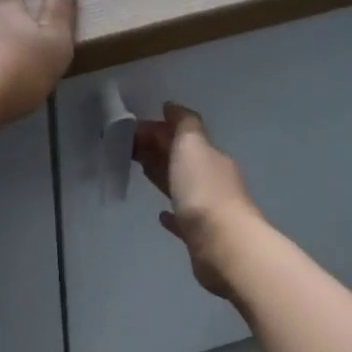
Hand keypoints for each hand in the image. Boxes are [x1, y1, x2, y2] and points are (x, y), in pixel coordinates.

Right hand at [132, 103, 258, 298]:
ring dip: (164, 175)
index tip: (129, 130)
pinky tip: (161, 215)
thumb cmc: (203, 191)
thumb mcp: (192, 146)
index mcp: (210, 156)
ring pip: (181, 185)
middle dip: (158, 149)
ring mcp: (208, 209)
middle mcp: (212, 179)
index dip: (156, 130)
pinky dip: (172, 214)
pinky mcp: (200, 237)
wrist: (224, 245)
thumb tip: (172, 106)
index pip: (182, 135)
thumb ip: (183, 124)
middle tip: (127, 147)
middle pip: (181, 159)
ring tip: (141, 170)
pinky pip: (183, 220)